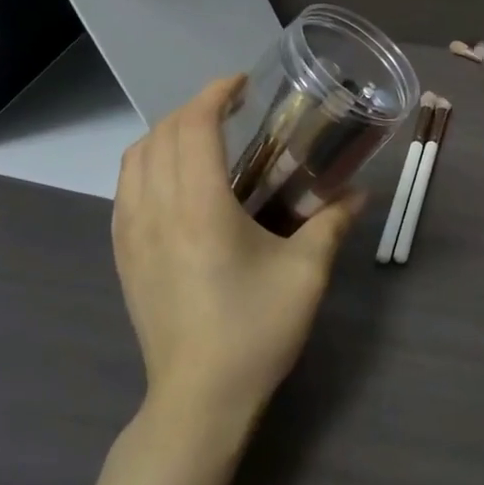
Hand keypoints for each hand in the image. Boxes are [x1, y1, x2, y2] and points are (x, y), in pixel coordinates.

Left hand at [113, 76, 362, 432]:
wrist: (198, 400)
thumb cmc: (254, 332)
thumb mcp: (306, 275)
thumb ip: (333, 223)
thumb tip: (361, 192)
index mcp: (199, 207)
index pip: (193, 126)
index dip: (215, 94)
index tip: (242, 84)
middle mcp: (156, 209)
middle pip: (162, 133)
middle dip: (195, 108)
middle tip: (232, 108)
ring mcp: (131, 232)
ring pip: (135, 157)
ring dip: (167, 132)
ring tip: (203, 136)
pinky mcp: (122, 254)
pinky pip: (124, 187)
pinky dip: (146, 162)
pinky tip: (174, 178)